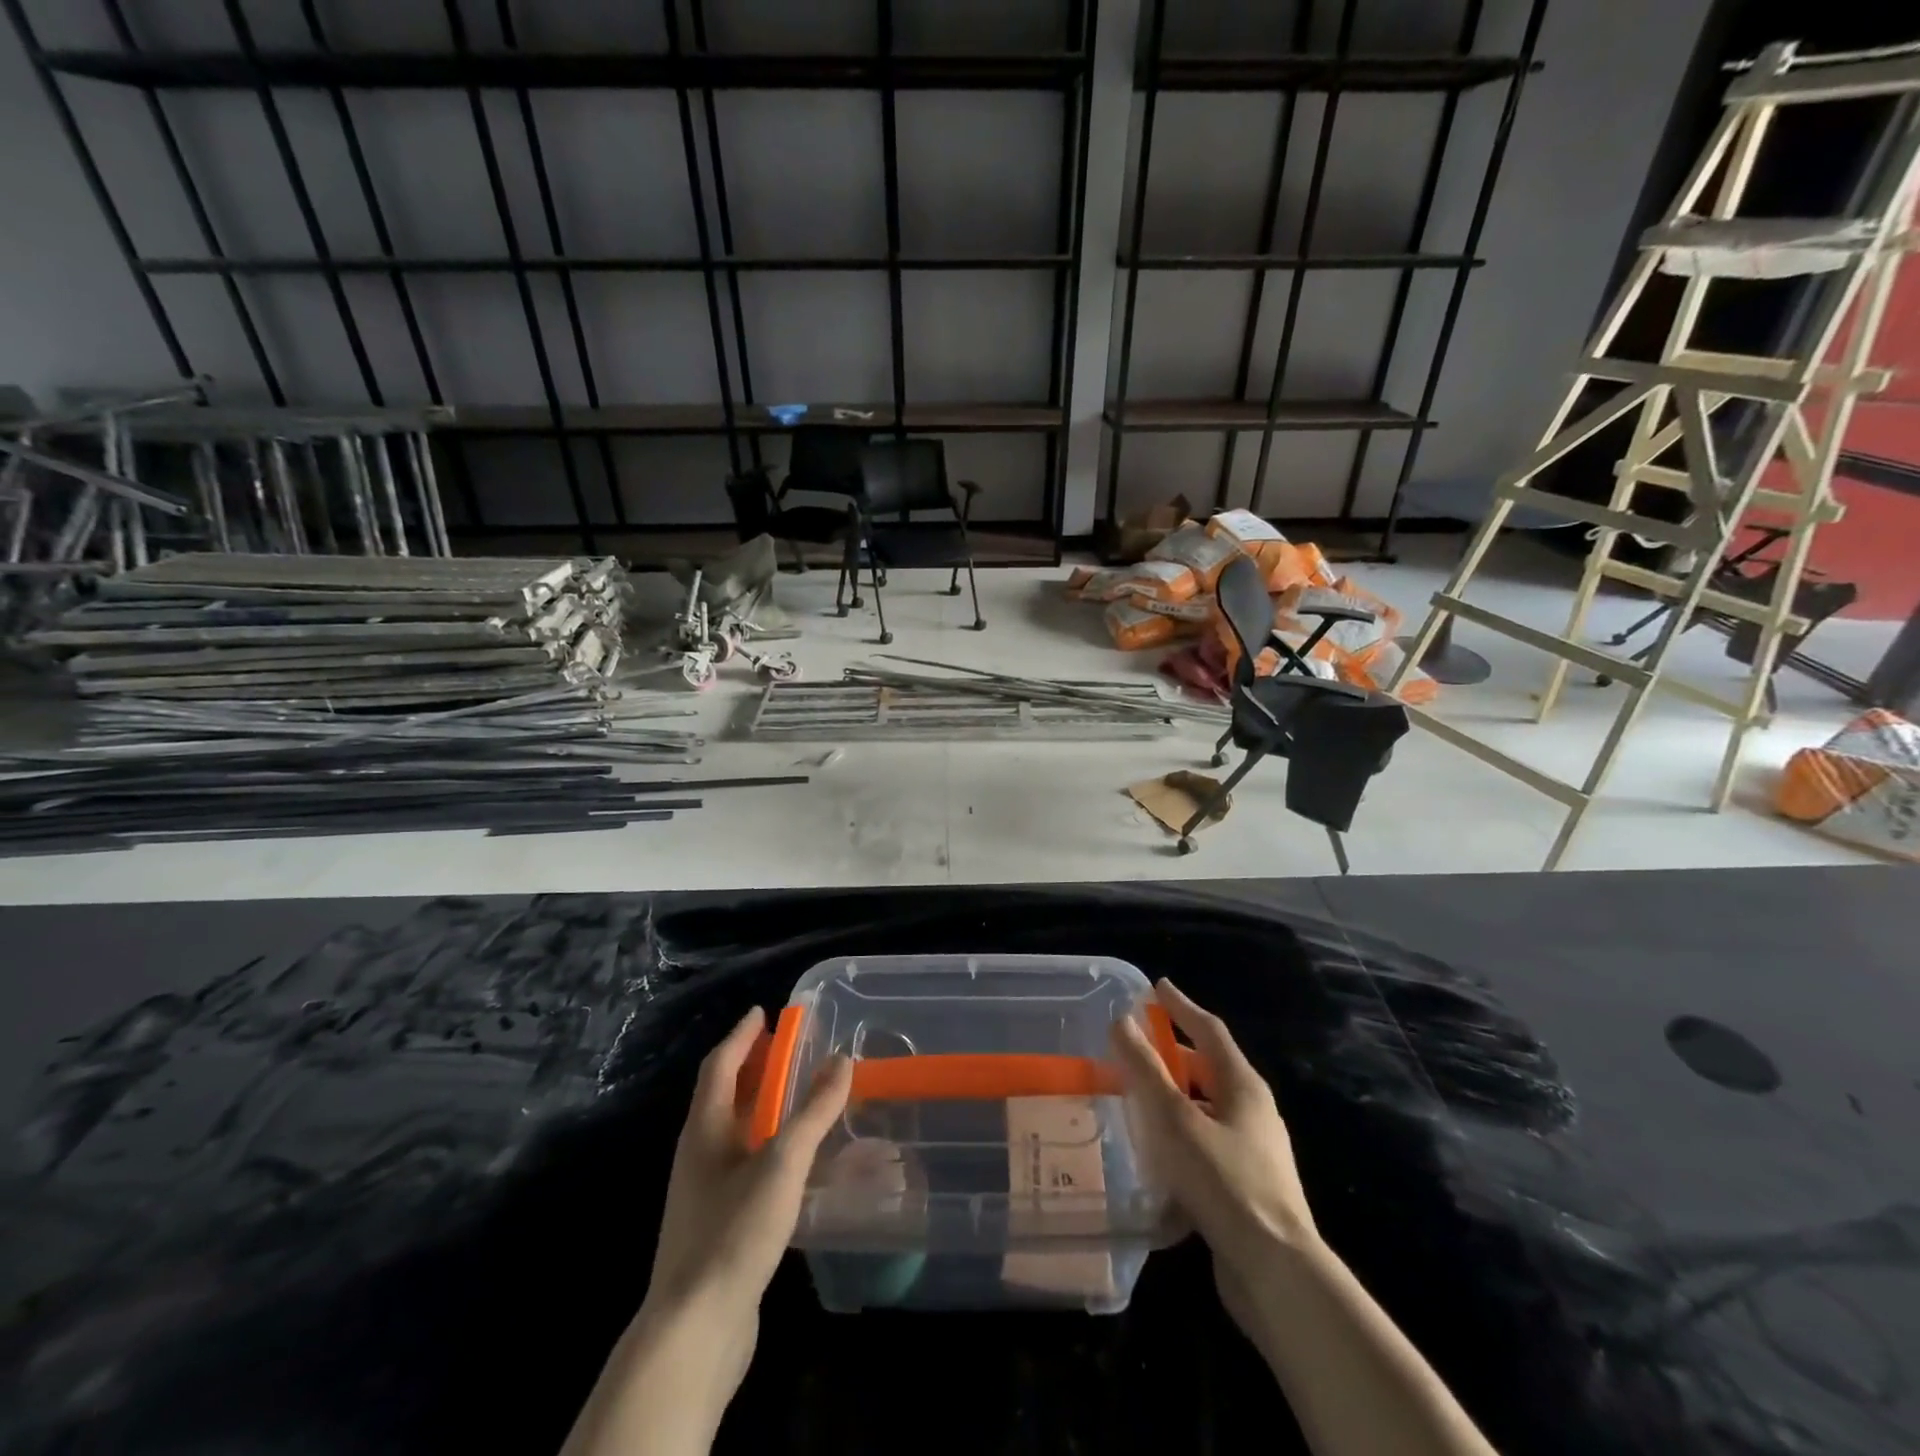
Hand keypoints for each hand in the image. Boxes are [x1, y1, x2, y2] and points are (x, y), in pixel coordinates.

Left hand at [563, 1011, 850, 1455]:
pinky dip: (768, 1142)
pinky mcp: (717, 1221)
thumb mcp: (781, 1163)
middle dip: (754, 1066)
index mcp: (704, 1128)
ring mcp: (705, 1189)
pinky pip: (744, 1161)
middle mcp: (698, 1151)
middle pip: (724, 1093)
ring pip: (734, 1129)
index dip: (741, 1035)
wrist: (695, 1330)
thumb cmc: (734, 1232)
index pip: (720, 1064)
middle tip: (789, 1047)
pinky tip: (795, 1158)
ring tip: (799, 1094)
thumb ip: (813, 1111)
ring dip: (763, 1104)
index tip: (763, 1011)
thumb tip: (841, 1060)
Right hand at [1111, 979, 1319, 1285]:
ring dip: (1172, 1100)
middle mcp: (1252, 1111)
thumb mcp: (1175, 1119)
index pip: (1209, 1030)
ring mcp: (1252, 1151)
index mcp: (1243, 1085)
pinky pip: (1205, 1145)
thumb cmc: (1224, 1182)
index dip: (1181, 1006)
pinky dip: (1178, 1137)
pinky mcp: (1245, 1187)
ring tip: (1133, 1101)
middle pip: (1208, 1069)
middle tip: (1133, 1049)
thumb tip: (1122, 1021)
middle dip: (1171, 1056)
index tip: (1156, 987)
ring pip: (1204, 1110)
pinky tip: (1152, 1155)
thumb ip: (1146, 1070)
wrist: (1276, 1272)